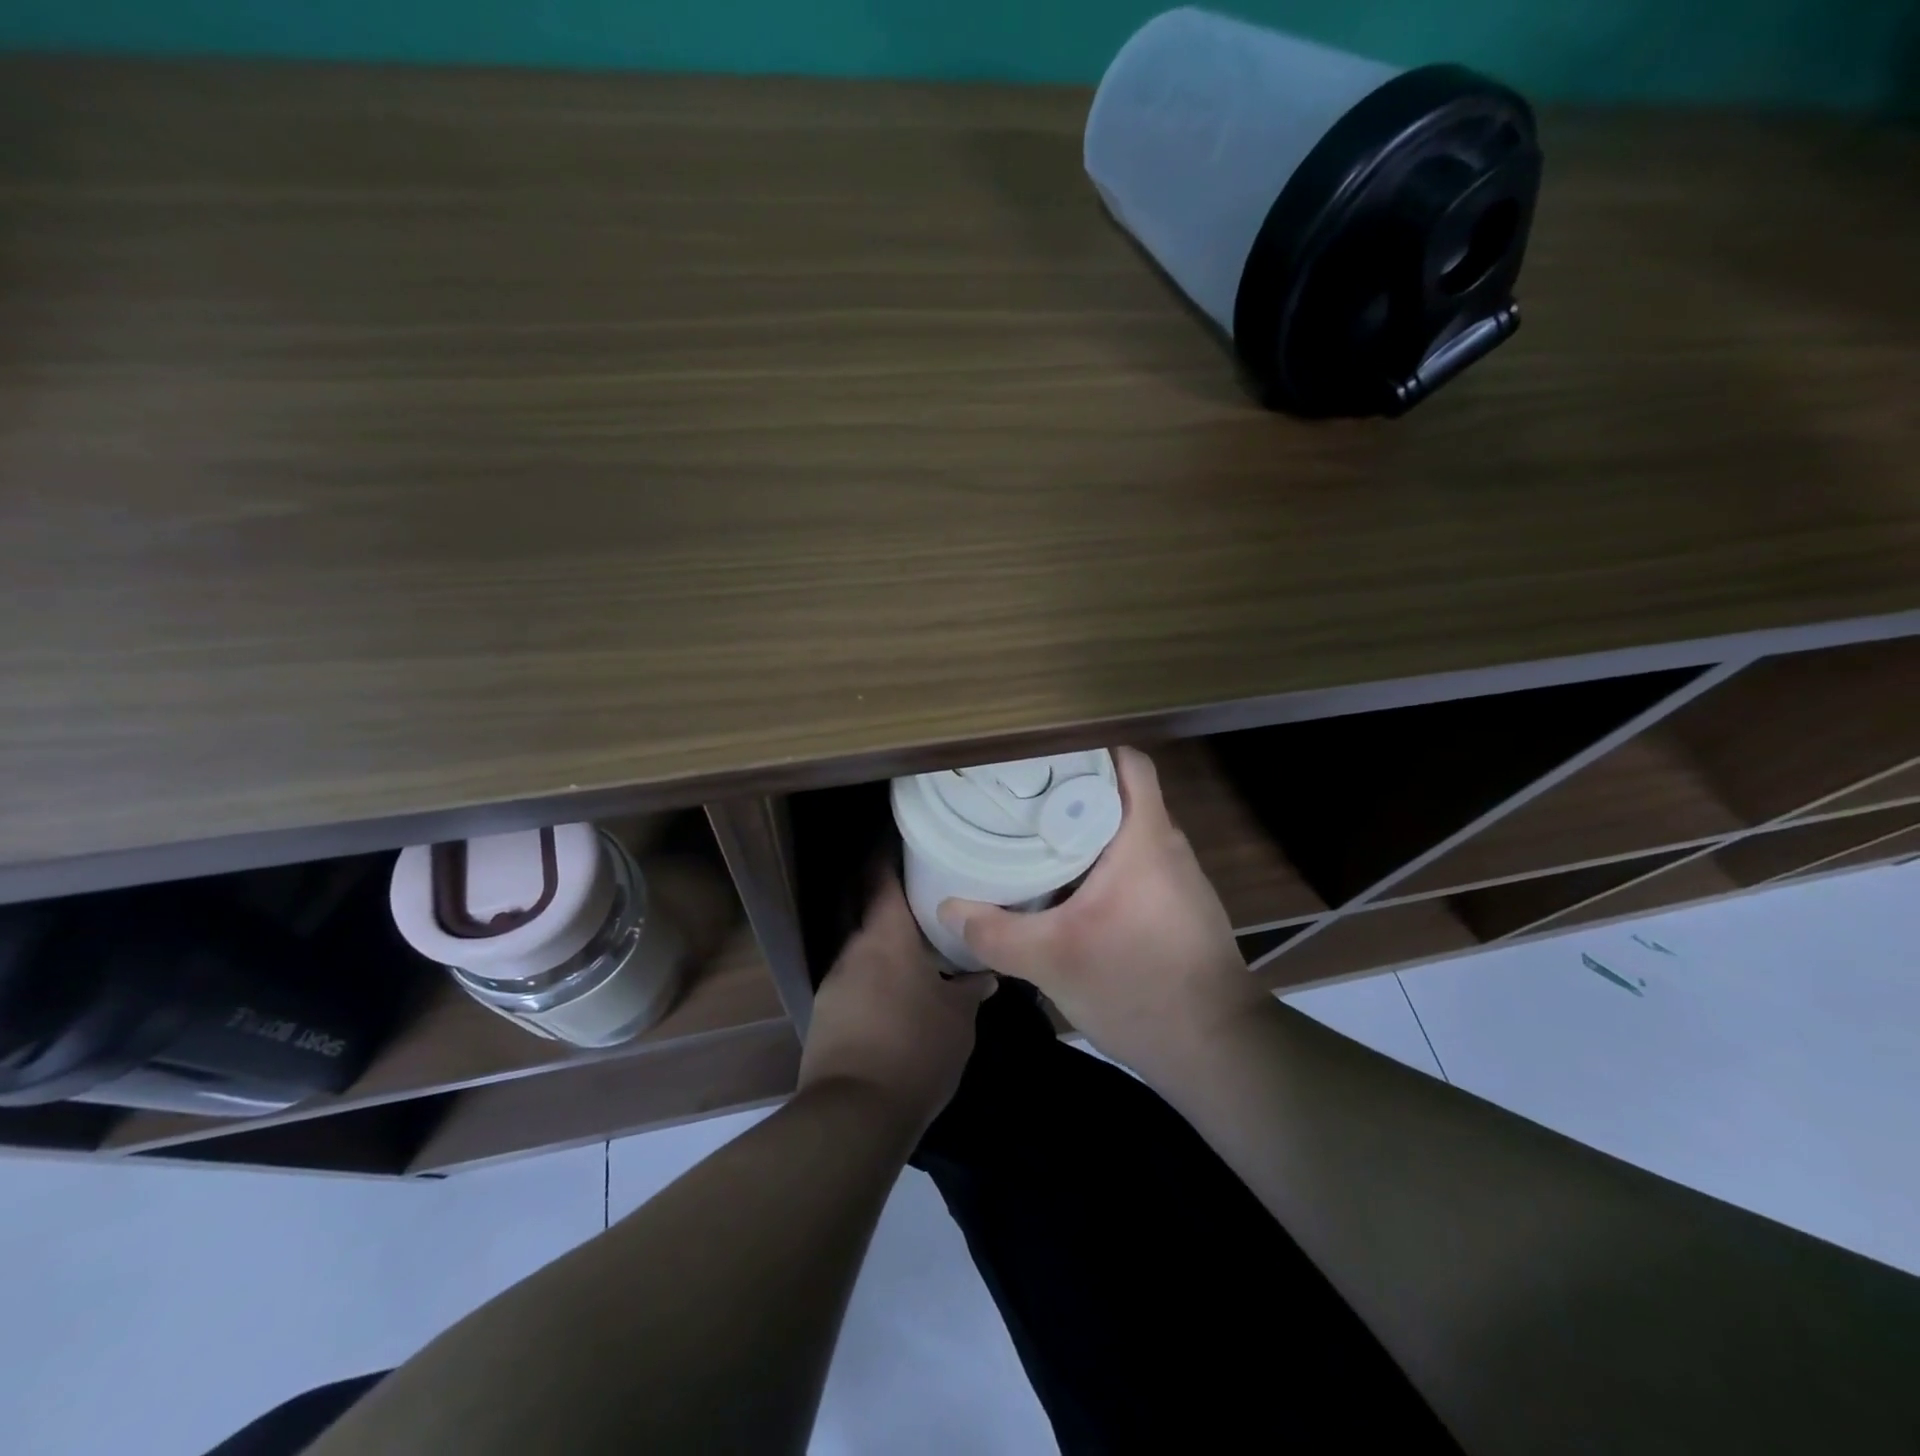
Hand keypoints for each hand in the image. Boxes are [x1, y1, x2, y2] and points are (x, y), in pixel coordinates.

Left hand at [798, 873, 996, 1139]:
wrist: (855, 1114)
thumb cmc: (915, 1049)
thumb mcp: (958, 1019)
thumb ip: (970, 989)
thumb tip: (985, 974)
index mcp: (885, 936)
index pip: (879, 877)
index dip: (886, 852)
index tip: (901, 837)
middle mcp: (853, 949)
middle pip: (862, 905)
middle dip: (884, 893)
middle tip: (918, 888)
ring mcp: (833, 981)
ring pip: (858, 944)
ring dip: (880, 939)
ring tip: (912, 944)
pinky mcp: (825, 1013)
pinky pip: (852, 978)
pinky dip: (872, 973)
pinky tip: (893, 991)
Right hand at [936, 746, 1266, 1087]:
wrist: (1217, 1050)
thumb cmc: (1137, 986)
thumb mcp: (1052, 959)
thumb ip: (995, 931)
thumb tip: (948, 908)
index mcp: (1145, 837)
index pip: (1128, 762)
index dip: (1088, 752)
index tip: (1043, 760)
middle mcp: (1169, 847)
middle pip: (1122, 796)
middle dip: (1075, 793)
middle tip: (1023, 801)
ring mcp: (1180, 879)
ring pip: (1129, 834)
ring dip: (1089, 833)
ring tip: (1038, 840)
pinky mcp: (1181, 909)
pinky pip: (1139, 866)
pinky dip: (1105, 866)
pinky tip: (1073, 892)